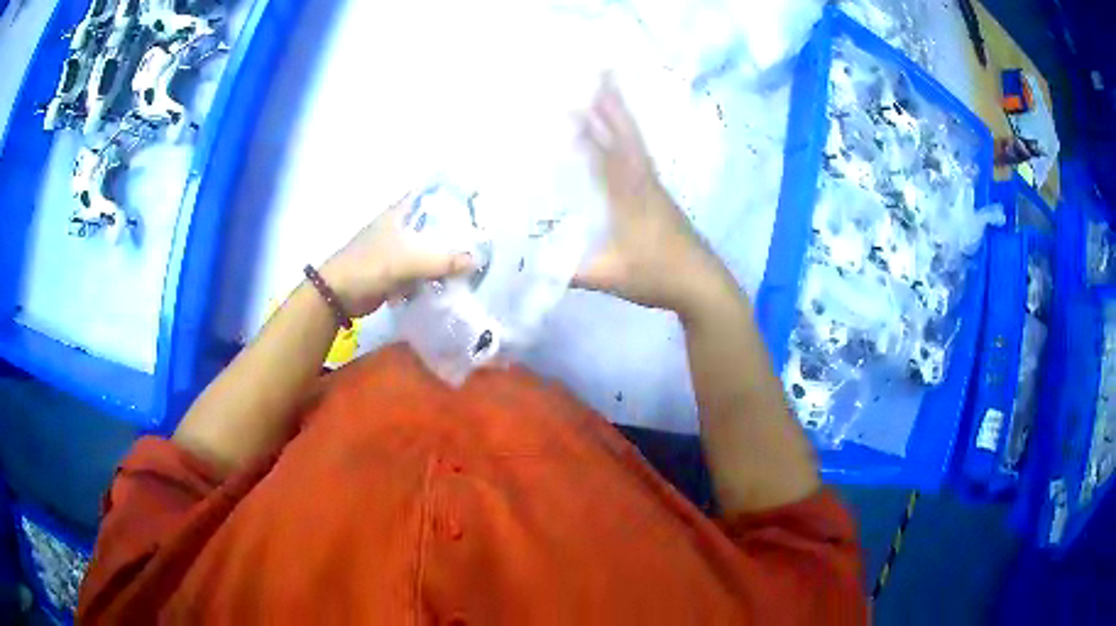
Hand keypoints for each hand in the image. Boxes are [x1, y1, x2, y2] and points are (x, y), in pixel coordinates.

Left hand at [320, 193, 474, 316]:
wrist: (340, 294)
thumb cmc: (371, 265)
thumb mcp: (410, 260)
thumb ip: (444, 261)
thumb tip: (475, 261)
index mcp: (401, 212)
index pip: (431, 195)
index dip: (452, 197)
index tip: (474, 205)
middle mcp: (400, 226)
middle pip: (433, 225)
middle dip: (453, 234)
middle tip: (478, 241)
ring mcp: (396, 249)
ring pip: (427, 250)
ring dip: (442, 259)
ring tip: (468, 265)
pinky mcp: (394, 270)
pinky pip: (419, 270)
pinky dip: (430, 276)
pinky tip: (447, 282)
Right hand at [576, 78, 734, 316]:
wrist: (702, 285)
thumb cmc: (658, 277)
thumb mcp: (610, 277)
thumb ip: (571, 272)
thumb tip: (530, 265)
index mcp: (630, 198)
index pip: (605, 156)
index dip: (588, 131)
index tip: (570, 105)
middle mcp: (644, 185)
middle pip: (626, 137)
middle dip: (612, 105)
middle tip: (602, 74)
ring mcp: (655, 189)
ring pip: (636, 144)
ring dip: (622, 117)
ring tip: (610, 93)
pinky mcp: (661, 197)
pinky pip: (641, 157)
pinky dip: (630, 139)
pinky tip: (624, 138)